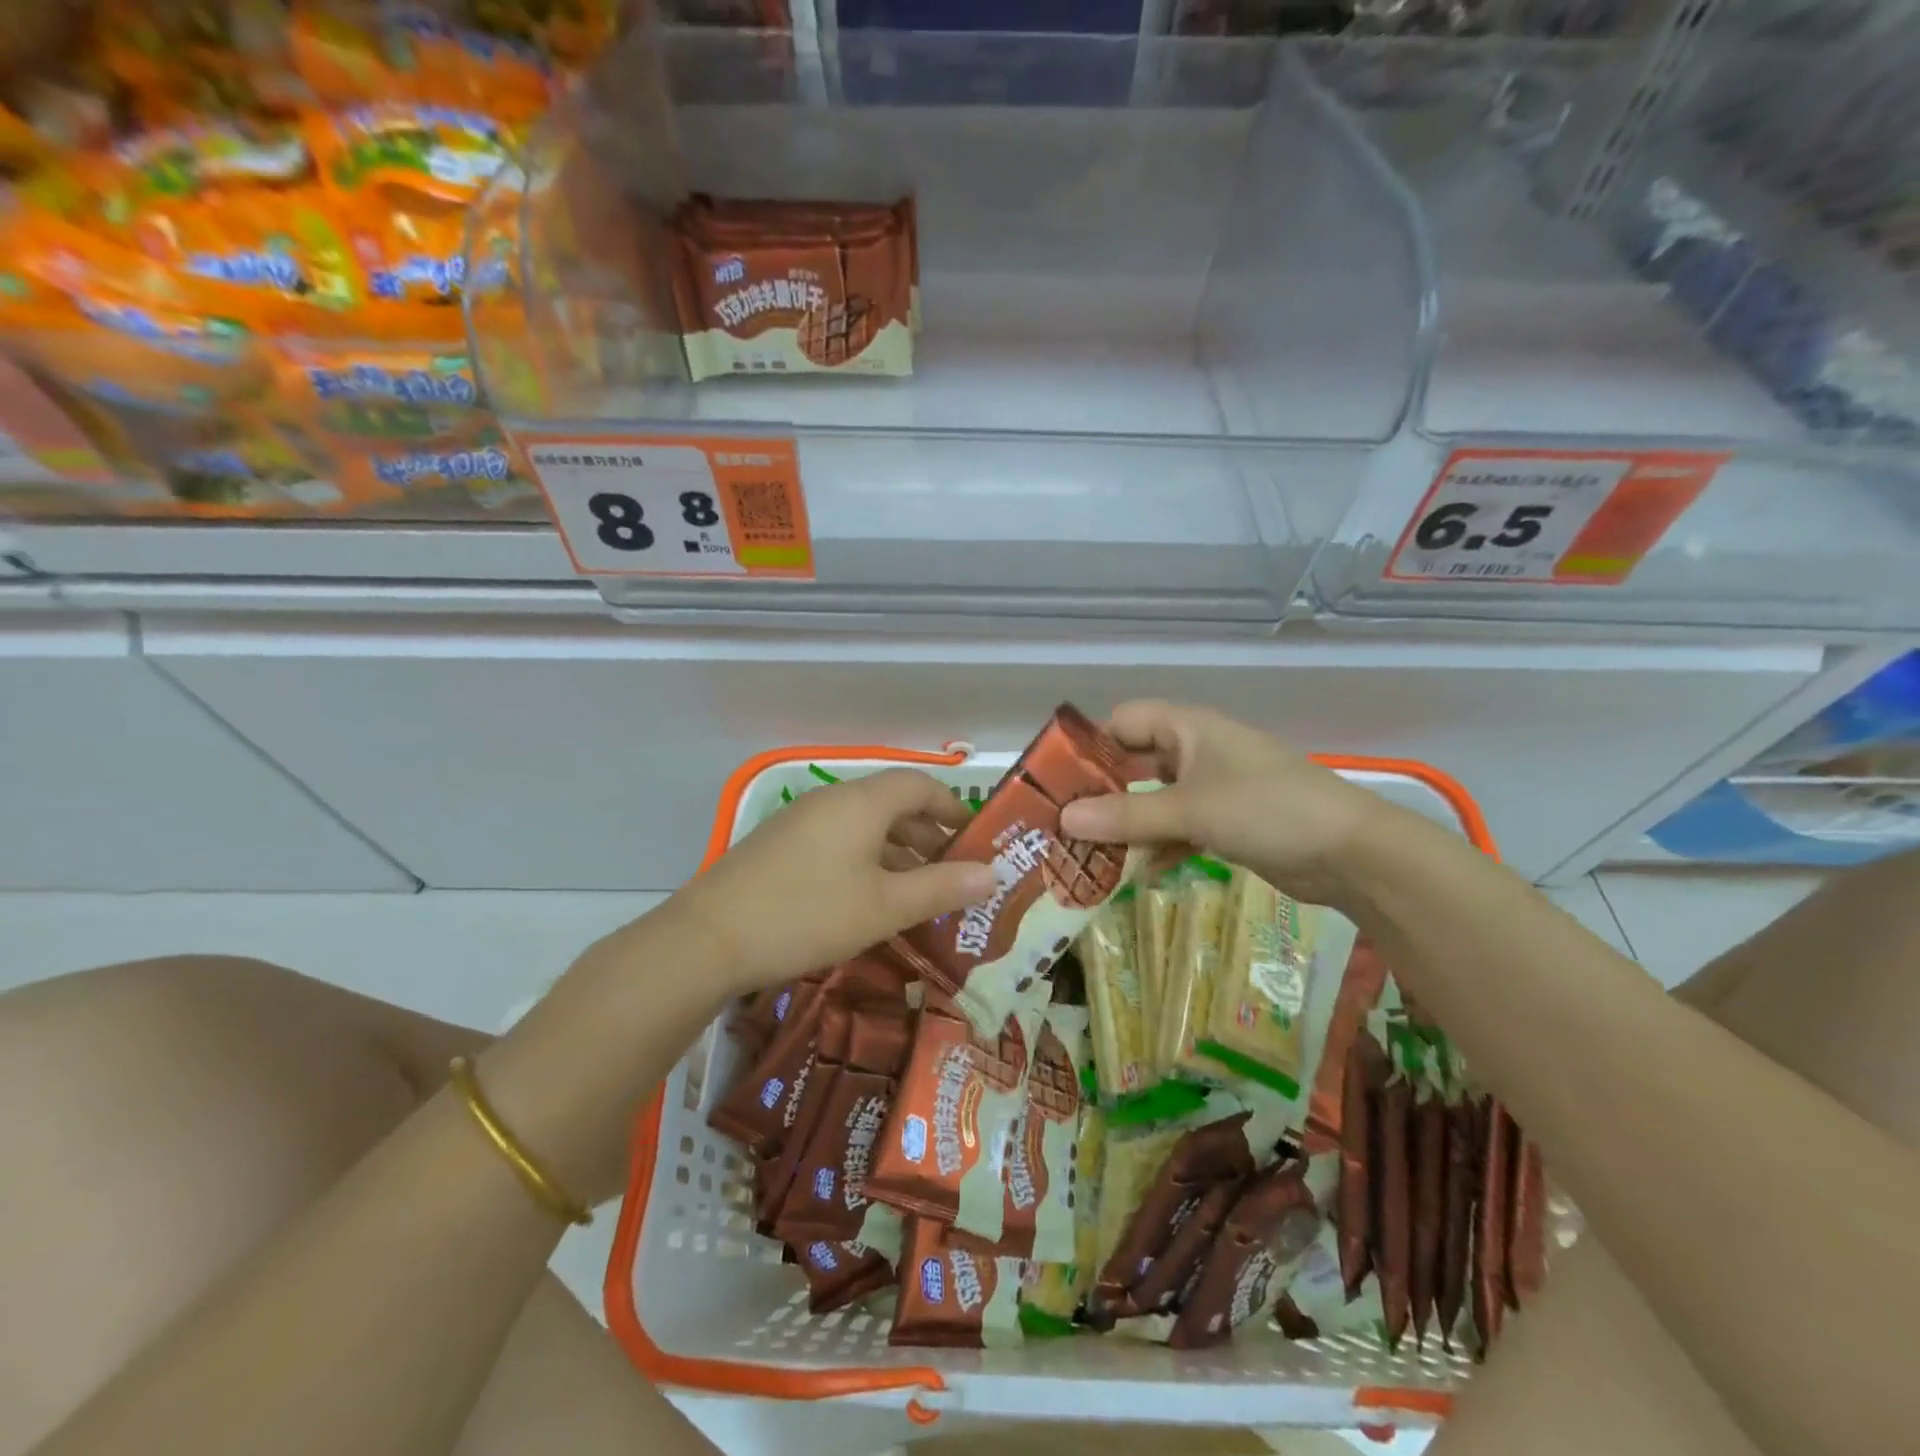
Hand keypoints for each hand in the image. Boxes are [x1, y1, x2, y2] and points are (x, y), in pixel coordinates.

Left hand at [675, 769, 996, 991]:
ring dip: (896, 850)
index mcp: (861, 802)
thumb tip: (993, 873)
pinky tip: (867, 899)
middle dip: (927, 833)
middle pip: (891, 803)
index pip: (919, 784)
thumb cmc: (809, 915)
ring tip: (917, 890)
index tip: (974, 837)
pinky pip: (837, 841)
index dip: (952, 806)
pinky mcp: (778, 846)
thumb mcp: (885, 907)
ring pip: (863, 825)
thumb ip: (942, 887)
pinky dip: (865, 860)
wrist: (708, 939)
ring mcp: (799, 822)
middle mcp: (831, 800)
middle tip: (952, 871)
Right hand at [1058, 701, 1381, 905]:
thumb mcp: (1190, 810)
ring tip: (1088, 856)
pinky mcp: (1226, 821)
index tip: (1056, 783)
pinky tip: (1137, 873)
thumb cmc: (1267, 810)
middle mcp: (1196, 750)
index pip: (1122, 722)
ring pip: (1155, 799)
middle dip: (1101, 793)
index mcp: (1188, 728)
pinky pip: (1178, 827)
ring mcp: (1213, 787)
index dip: (1088, 747)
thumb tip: (1063, 820)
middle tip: (1063, 825)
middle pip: (1134, 763)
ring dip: (1127, 825)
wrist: (1351, 854)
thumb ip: (1126, 815)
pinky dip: (1158, 845)